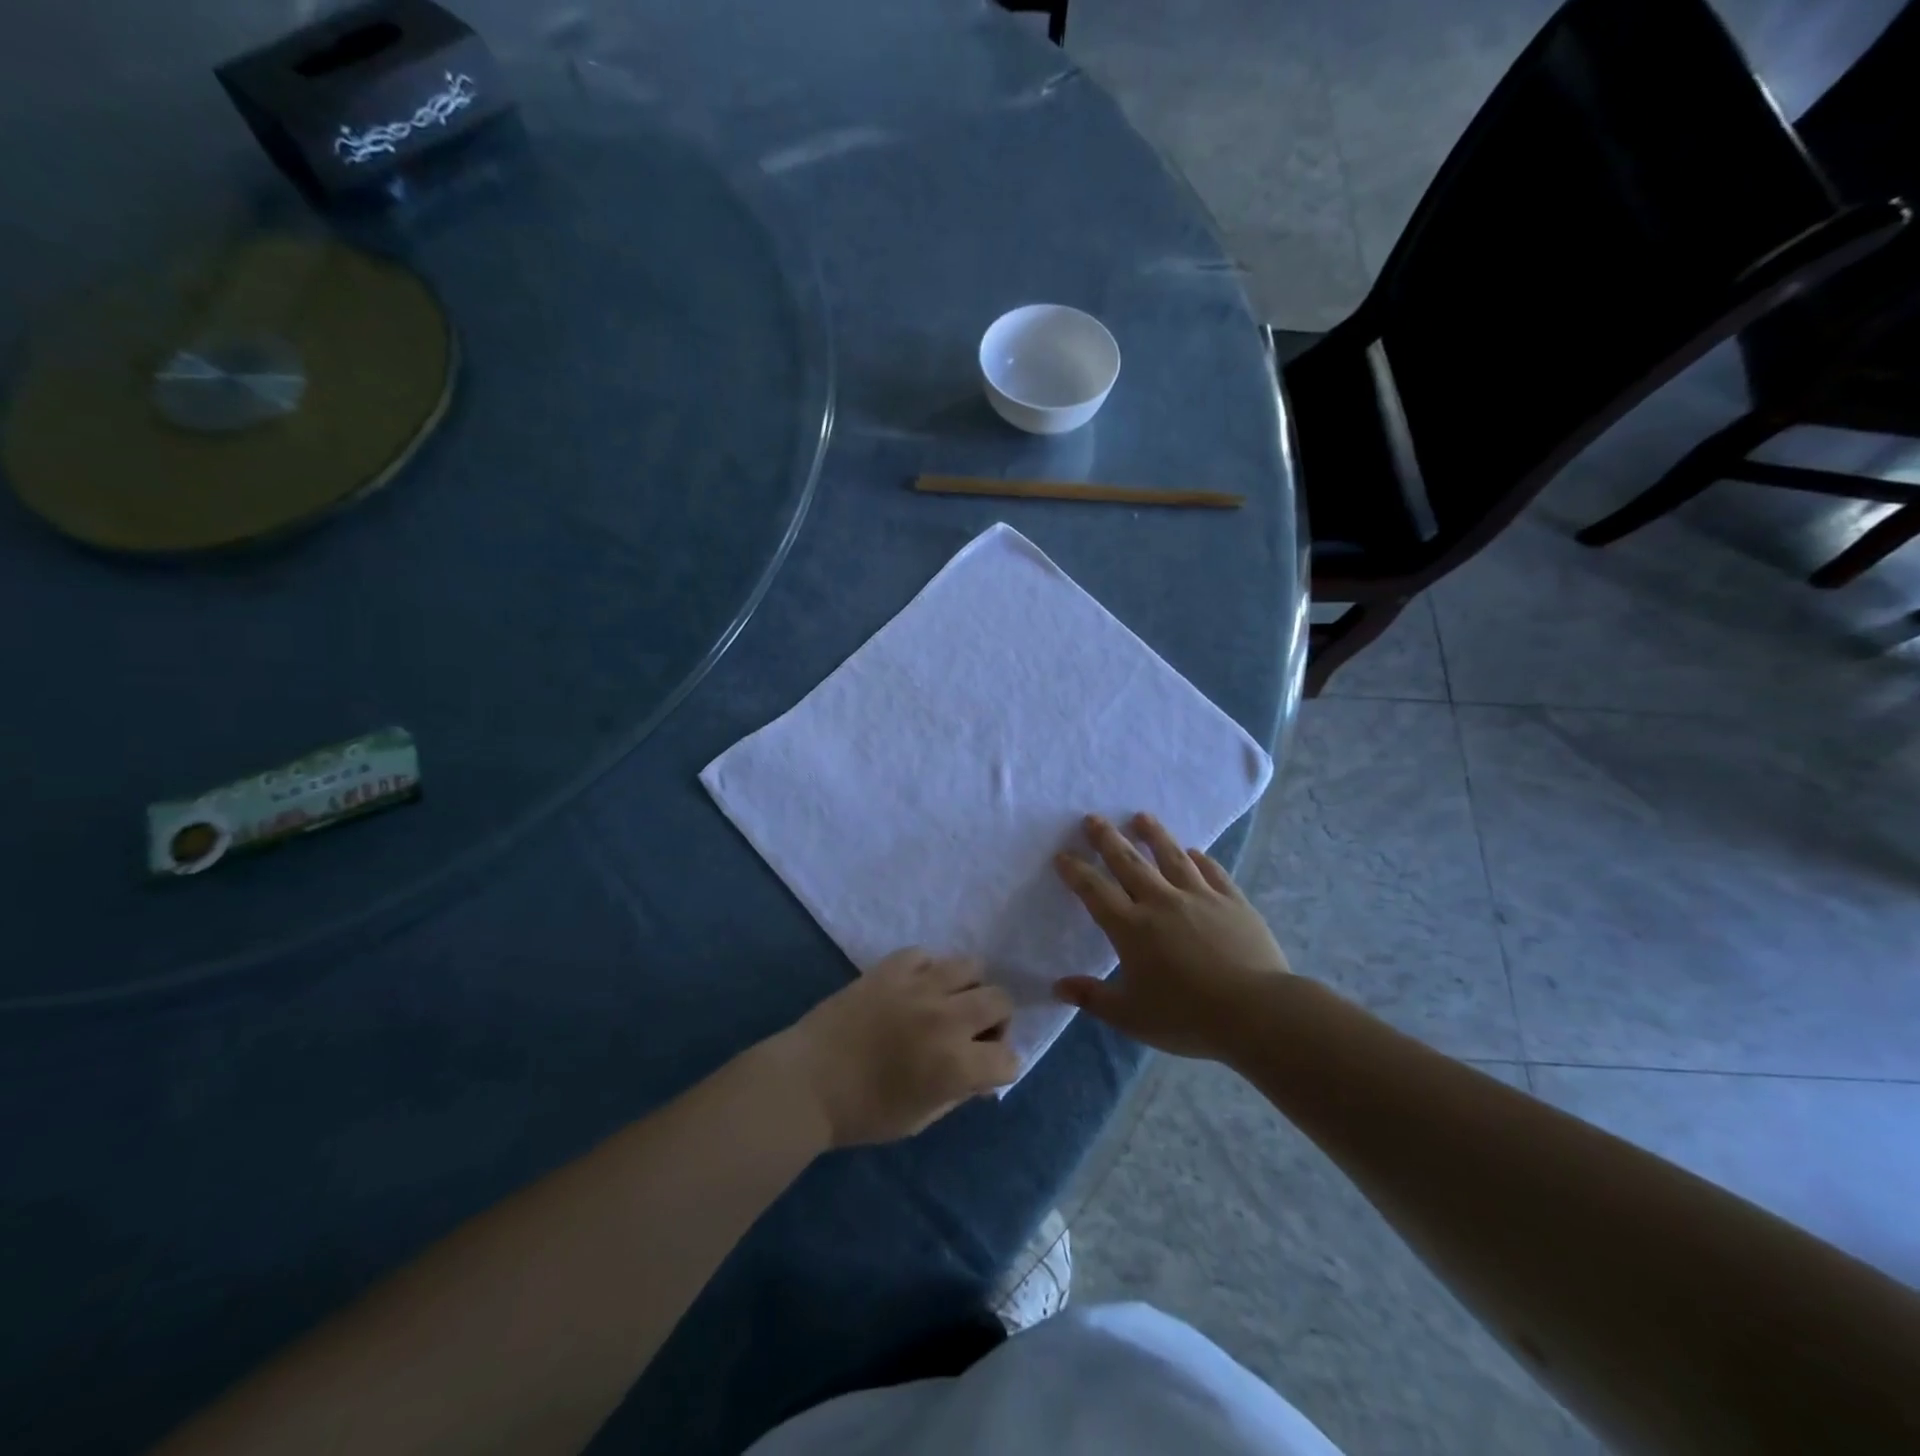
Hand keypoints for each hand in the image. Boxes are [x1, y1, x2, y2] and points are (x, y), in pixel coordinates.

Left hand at [778, 949, 1019, 1147]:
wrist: (806, 1083)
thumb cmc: (862, 1113)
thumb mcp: (920, 1119)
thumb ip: (959, 1093)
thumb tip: (981, 1075)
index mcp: (956, 1064)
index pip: (1009, 1057)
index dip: (1000, 1067)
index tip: (983, 1072)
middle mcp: (947, 1018)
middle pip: (1000, 1000)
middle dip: (995, 1021)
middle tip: (971, 1034)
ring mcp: (919, 986)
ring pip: (971, 966)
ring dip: (967, 988)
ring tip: (946, 1003)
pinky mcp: (891, 967)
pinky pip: (926, 955)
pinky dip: (927, 971)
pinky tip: (913, 989)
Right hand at [1053, 813, 1289, 1058]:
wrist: (1257, 1012)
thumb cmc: (1188, 1018)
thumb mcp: (1131, 1017)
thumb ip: (1093, 998)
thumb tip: (1058, 986)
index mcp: (1131, 928)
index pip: (1095, 891)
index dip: (1076, 871)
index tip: (1062, 855)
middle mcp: (1161, 902)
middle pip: (1129, 862)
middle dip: (1107, 839)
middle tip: (1093, 818)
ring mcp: (1200, 897)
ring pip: (1171, 856)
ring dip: (1154, 834)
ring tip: (1141, 816)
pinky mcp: (1233, 901)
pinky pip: (1211, 872)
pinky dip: (1200, 859)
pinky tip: (1194, 852)